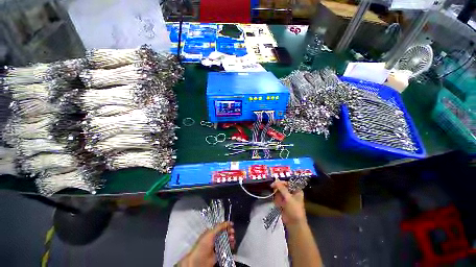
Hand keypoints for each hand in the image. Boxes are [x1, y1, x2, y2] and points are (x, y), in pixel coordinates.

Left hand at [178, 222, 234, 266]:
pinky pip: (226, 248)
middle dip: (229, 232)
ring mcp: (216, 246)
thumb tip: (227, 222)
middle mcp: (213, 238)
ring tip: (233, 239)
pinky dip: (230, 246)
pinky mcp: (219, 254)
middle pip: (224, 233)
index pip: (220, 226)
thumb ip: (219, 227)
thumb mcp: (210, 234)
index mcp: (210, 232)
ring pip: (226, 240)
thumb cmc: (202, 246)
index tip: (231, 225)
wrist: (199, 262)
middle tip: (232, 232)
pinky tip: (232, 245)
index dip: (226, 225)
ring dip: (230, 239)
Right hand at [271, 180, 305, 226]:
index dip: (281, 182)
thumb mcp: (288, 198)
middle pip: (282, 187)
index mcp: (296, 190)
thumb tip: (275, 180)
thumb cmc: (294, 210)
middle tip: (274, 192)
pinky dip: (277, 201)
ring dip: (277, 196)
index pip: (288, 183)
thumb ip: (282, 188)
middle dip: (278, 190)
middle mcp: (292, 193)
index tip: (274, 184)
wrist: (294, 224)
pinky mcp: (283, 203)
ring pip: (279, 192)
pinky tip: (279, 206)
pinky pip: (277, 198)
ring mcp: (287, 198)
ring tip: (280, 203)